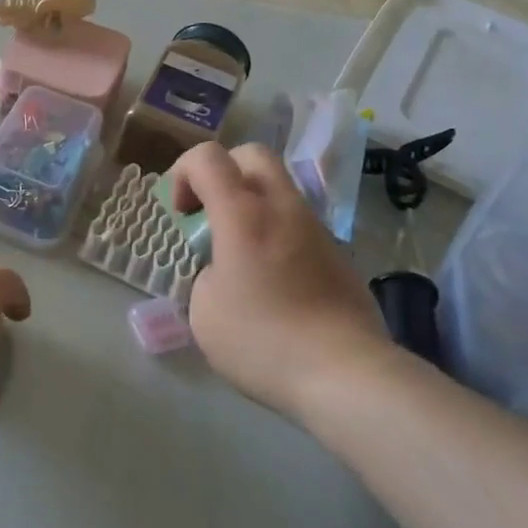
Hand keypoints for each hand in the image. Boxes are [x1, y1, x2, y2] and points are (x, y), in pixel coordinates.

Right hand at [169, 143, 386, 419]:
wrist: (346, 372)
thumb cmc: (263, 340)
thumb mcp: (204, 312)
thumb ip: (203, 275)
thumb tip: (221, 270)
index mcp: (243, 213)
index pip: (207, 156)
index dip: (182, 173)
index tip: (181, 214)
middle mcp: (282, 207)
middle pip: (251, 154)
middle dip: (222, 173)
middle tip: (211, 215)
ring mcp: (316, 228)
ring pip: (279, 188)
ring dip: (252, 204)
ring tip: (241, 255)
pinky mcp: (338, 253)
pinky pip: (298, 223)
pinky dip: (277, 233)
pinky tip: (274, 281)